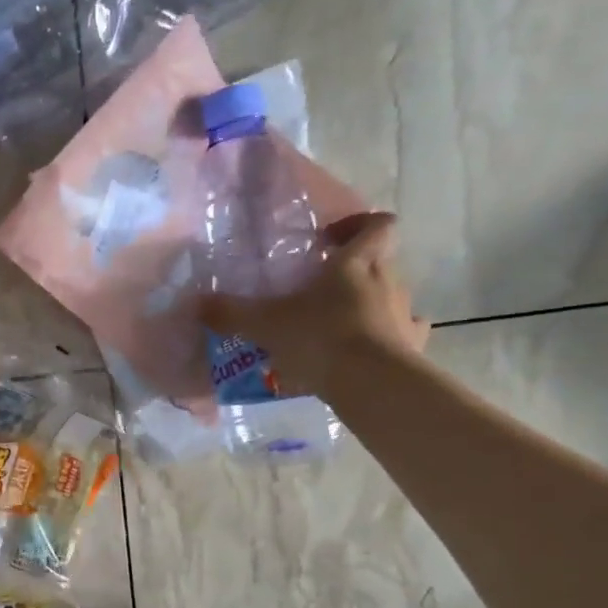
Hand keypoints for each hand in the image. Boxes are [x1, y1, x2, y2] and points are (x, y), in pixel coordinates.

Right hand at [202, 211, 429, 402]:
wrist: (370, 382)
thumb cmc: (319, 337)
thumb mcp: (265, 324)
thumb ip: (231, 312)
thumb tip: (195, 303)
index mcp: (356, 263)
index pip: (376, 225)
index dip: (357, 225)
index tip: (330, 240)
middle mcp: (387, 281)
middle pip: (381, 262)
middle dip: (355, 271)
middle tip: (322, 289)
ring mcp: (404, 314)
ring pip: (393, 297)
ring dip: (371, 304)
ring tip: (340, 325)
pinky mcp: (412, 346)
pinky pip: (406, 333)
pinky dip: (391, 336)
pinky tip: (369, 350)